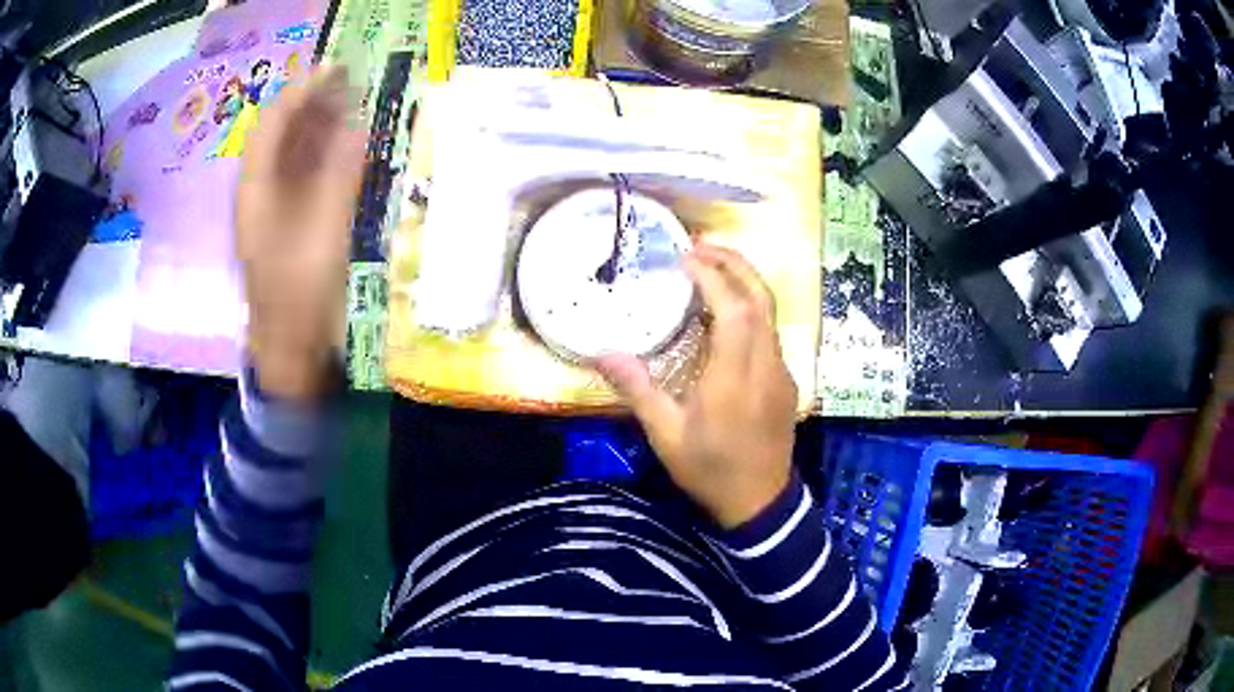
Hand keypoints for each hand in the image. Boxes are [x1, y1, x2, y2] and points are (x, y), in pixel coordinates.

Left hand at [237, 66, 364, 400]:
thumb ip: (340, 174)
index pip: (272, 123)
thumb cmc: (300, 292)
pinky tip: (342, 145)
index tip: (335, 69)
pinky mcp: (282, 221)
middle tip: (348, 81)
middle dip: (310, 103)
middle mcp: (257, 190)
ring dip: (316, 124)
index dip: (302, 91)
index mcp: (256, 189)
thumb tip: (357, 126)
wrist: (287, 345)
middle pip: (278, 132)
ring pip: (288, 151)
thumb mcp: (324, 231)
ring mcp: (268, 207)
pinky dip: (319, 153)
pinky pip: (297, 173)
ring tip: (350, 103)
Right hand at [597, 245, 797, 527]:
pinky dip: (749, 309)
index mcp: (734, 376)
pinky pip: (769, 332)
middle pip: (761, 298)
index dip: (713, 277)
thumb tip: (602, 353)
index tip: (686, 258)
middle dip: (735, 264)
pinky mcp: (785, 381)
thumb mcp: (666, 435)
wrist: (760, 501)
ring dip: (744, 282)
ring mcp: (780, 371)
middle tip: (703, 246)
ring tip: (712, 269)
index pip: (733, 310)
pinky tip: (726, 316)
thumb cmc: (710, 469)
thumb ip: (637, 390)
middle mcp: (764, 365)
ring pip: (770, 312)